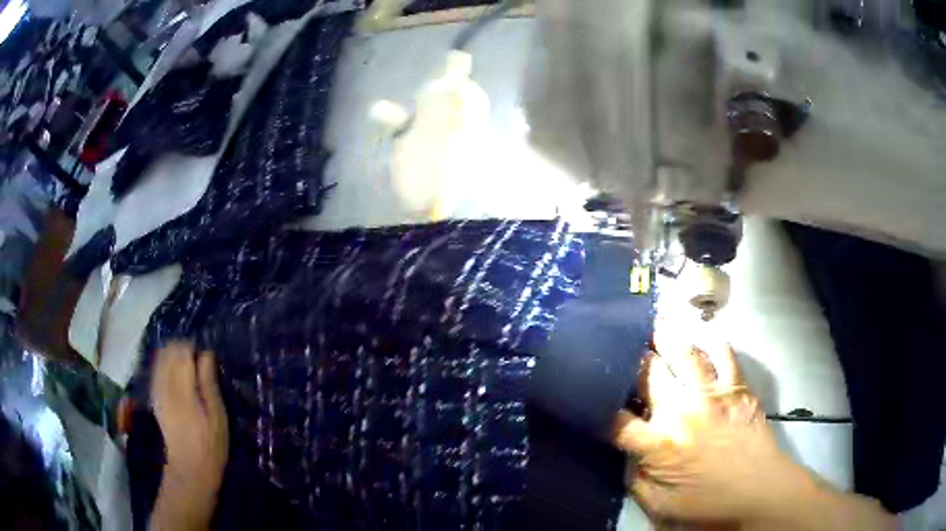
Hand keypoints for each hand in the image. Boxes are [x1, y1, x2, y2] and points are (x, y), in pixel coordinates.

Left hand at [150, 342, 228, 529]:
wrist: (190, 469)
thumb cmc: (211, 445)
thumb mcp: (217, 416)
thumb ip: (209, 382)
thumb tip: (206, 353)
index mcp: (182, 388)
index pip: (182, 351)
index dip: (194, 348)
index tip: (206, 357)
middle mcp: (165, 385)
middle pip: (168, 351)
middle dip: (182, 349)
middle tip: (199, 362)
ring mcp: (157, 391)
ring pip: (160, 358)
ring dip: (173, 356)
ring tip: (189, 367)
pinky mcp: (155, 397)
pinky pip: (157, 370)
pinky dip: (166, 365)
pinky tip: (176, 375)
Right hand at [613, 329, 893, 529]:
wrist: (759, 491)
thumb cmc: (709, 504)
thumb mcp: (660, 506)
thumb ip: (636, 479)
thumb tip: (627, 455)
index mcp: (659, 445)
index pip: (615, 420)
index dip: (597, 406)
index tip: (590, 396)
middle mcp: (681, 412)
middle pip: (647, 374)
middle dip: (629, 361)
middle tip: (621, 350)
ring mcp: (711, 394)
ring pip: (683, 354)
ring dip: (665, 338)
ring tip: (655, 328)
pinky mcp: (737, 387)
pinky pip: (723, 353)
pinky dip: (711, 340)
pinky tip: (701, 334)